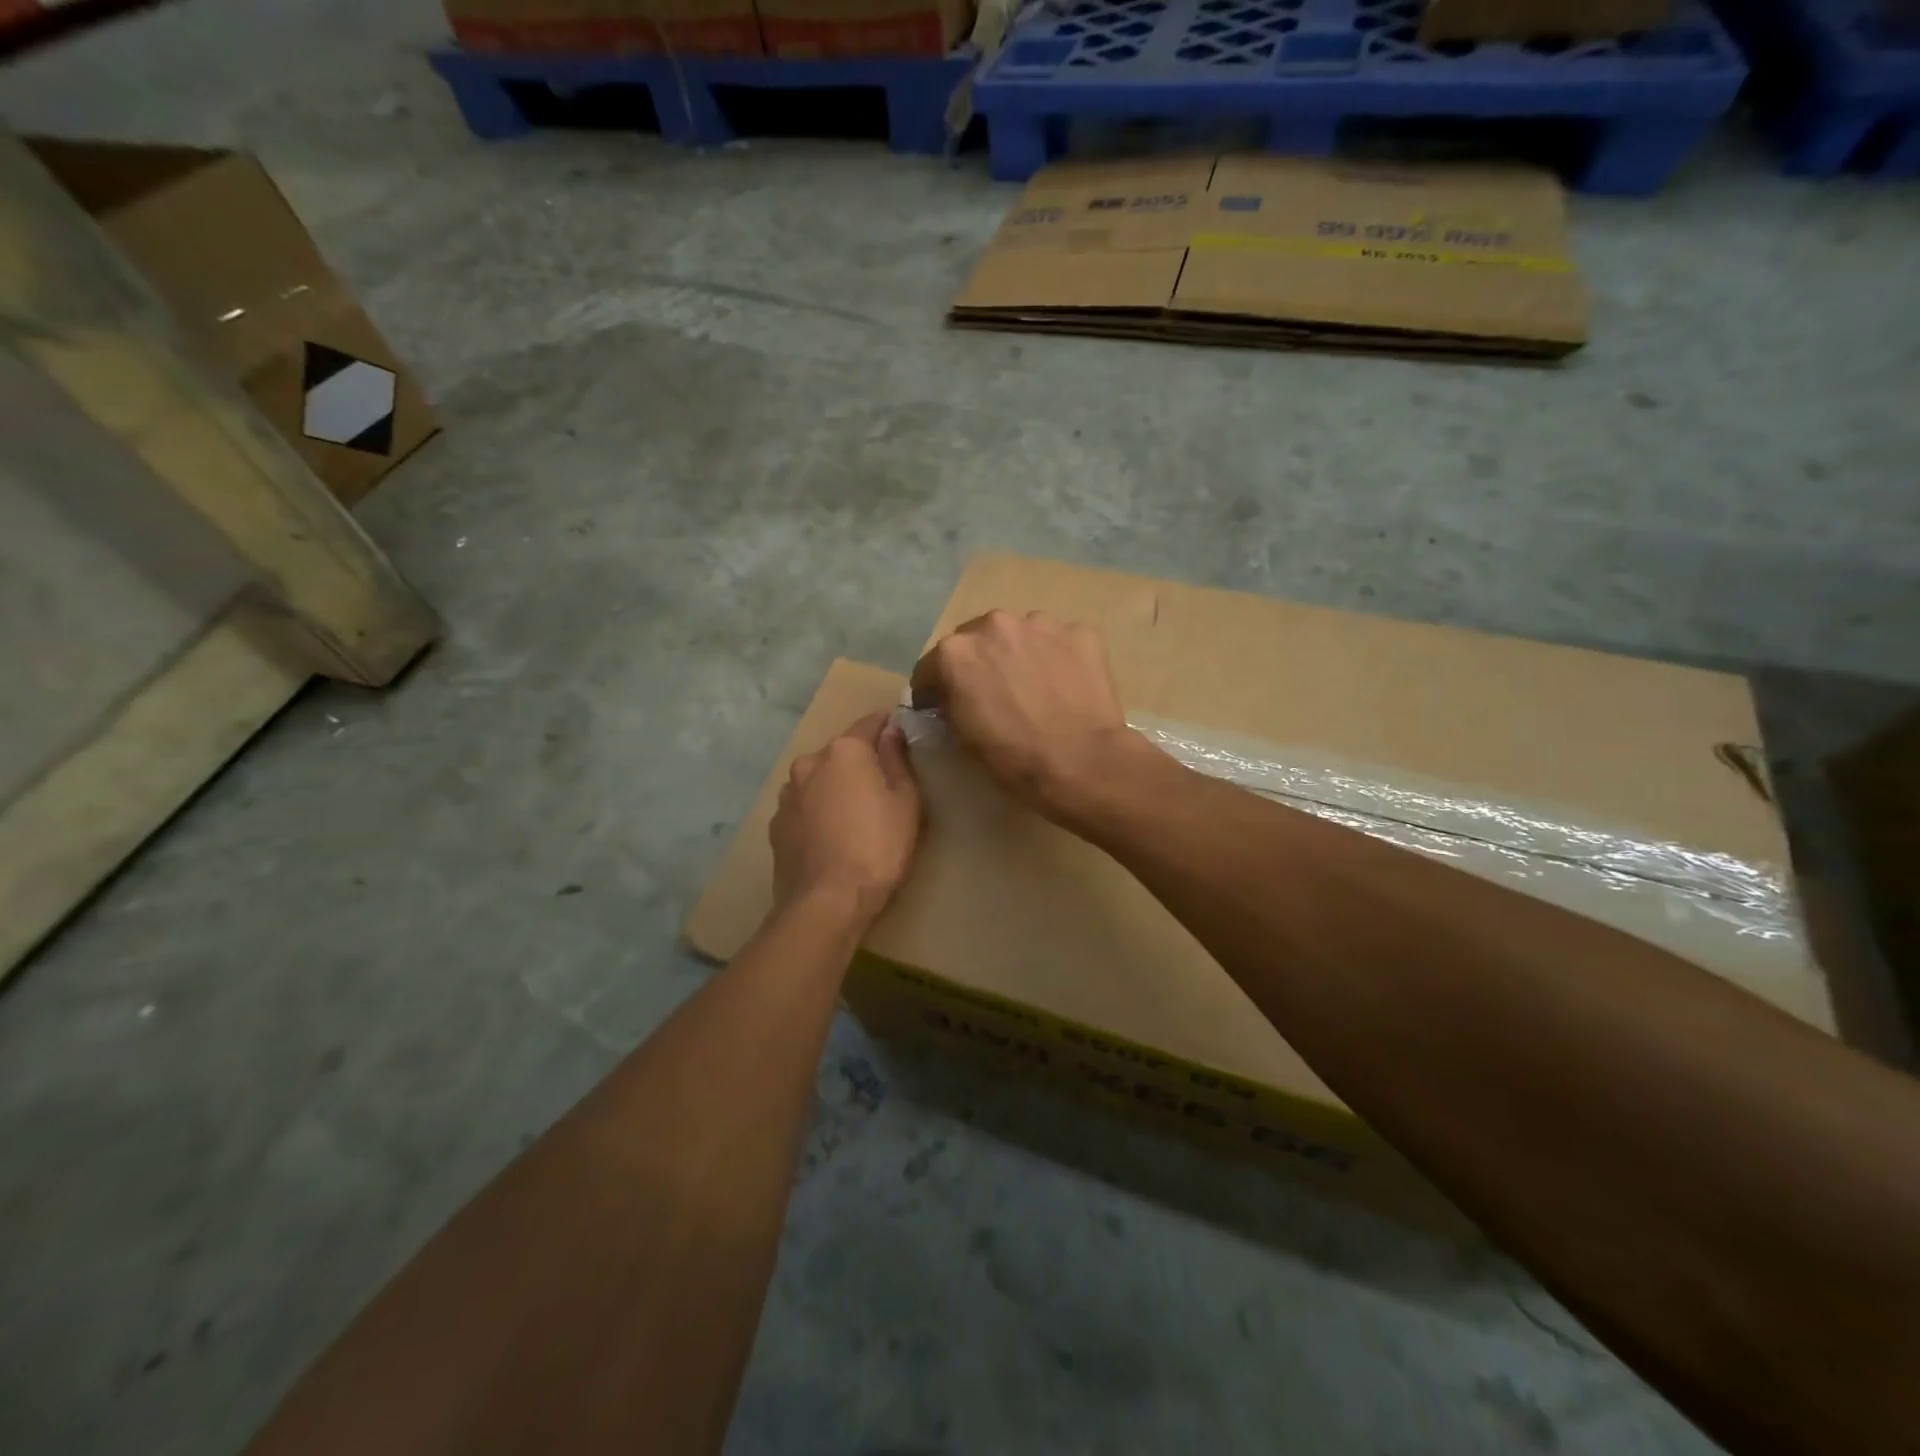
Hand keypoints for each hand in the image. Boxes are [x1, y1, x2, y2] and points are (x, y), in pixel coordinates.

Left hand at [771, 711, 920, 924]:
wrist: (827, 902)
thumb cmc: (878, 847)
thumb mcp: (905, 801)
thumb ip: (897, 759)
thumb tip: (891, 730)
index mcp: (845, 750)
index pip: (871, 721)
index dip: (889, 726)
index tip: (902, 735)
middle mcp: (809, 762)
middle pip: (841, 752)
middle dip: (860, 762)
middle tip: (881, 787)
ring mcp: (787, 794)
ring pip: (818, 778)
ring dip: (834, 787)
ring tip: (853, 816)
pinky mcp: (776, 824)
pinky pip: (803, 806)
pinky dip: (816, 812)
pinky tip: (830, 836)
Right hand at [911, 610, 1152, 824]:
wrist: (1082, 762)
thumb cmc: (1013, 757)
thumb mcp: (961, 736)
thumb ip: (949, 702)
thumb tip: (948, 695)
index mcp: (956, 652)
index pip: (932, 666)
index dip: (935, 688)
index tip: (944, 705)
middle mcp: (994, 624)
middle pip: (978, 641)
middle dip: (981, 663)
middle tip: (995, 693)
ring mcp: (1041, 624)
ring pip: (1020, 636)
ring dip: (1020, 655)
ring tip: (1035, 688)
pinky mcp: (1080, 632)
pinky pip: (1059, 642)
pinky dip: (1058, 658)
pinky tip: (1066, 686)